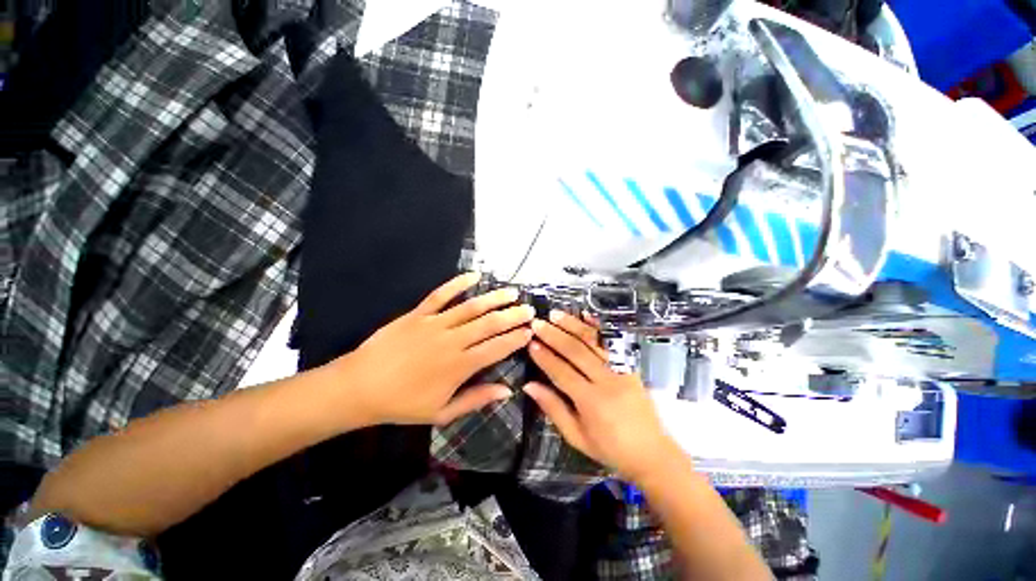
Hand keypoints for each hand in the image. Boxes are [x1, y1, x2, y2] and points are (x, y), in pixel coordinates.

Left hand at [335, 273, 533, 425]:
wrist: (359, 387)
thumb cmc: (402, 404)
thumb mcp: (442, 412)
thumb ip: (476, 399)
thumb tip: (507, 391)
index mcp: (459, 366)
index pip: (496, 348)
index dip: (516, 338)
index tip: (530, 330)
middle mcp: (452, 341)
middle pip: (489, 324)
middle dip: (512, 316)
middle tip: (529, 309)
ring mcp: (434, 324)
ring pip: (471, 307)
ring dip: (494, 298)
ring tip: (512, 292)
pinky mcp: (418, 314)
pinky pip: (440, 294)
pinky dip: (458, 284)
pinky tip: (474, 276)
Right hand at [524, 311, 681, 482]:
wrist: (653, 453)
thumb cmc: (610, 449)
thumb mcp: (576, 437)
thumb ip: (553, 408)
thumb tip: (529, 385)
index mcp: (591, 402)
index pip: (561, 372)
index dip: (544, 357)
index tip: (530, 342)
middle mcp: (606, 381)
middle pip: (576, 352)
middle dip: (554, 335)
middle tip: (537, 323)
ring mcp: (622, 370)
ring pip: (593, 342)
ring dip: (573, 326)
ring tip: (555, 314)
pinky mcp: (631, 366)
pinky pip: (613, 342)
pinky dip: (599, 328)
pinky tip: (586, 315)